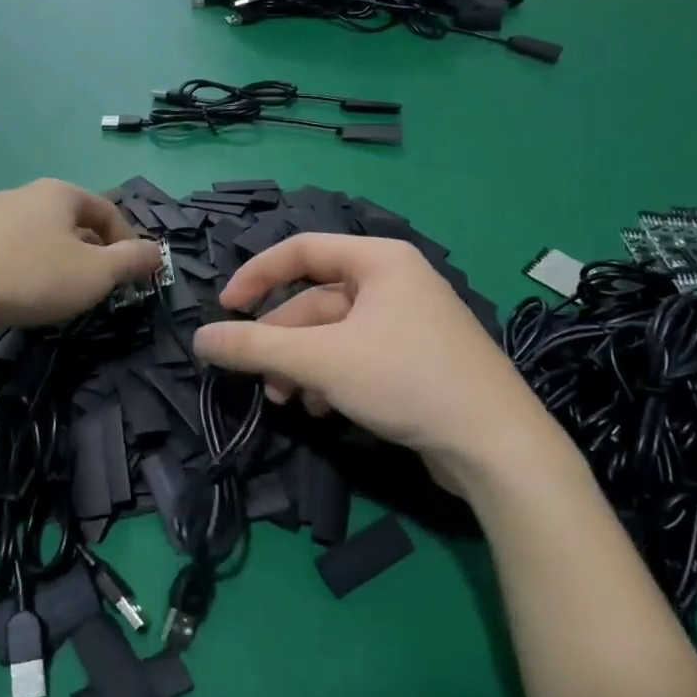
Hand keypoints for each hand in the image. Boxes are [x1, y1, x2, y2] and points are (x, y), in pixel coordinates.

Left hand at [0, 179, 161, 330]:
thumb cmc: (33, 276)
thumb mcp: (96, 273)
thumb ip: (132, 260)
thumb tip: (157, 251)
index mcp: (59, 192)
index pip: (107, 210)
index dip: (128, 240)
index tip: (133, 272)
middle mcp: (23, 193)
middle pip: (72, 220)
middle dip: (92, 249)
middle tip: (99, 283)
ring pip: (39, 234)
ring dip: (58, 258)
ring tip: (61, 290)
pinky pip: (9, 248)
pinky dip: (26, 265)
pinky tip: (21, 292)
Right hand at [191, 234, 561, 479]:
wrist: (496, 445)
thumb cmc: (405, 380)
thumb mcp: (320, 360)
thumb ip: (254, 347)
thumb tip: (199, 338)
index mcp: (379, 260)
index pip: (301, 250)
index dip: (256, 275)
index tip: (225, 309)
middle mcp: (395, 282)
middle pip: (316, 300)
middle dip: (281, 341)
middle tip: (257, 377)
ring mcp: (409, 322)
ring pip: (334, 334)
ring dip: (301, 365)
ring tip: (287, 401)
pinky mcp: (416, 359)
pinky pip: (357, 356)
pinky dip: (331, 377)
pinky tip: (321, 409)